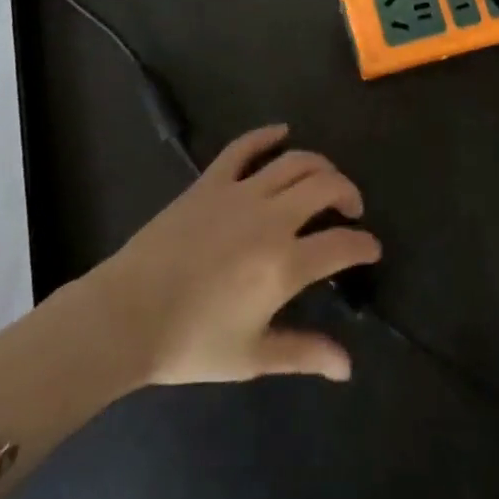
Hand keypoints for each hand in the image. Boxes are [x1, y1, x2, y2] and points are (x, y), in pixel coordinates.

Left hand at [87, 126, 381, 385]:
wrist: (128, 315)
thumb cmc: (192, 342)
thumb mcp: (253, 356)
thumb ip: (304, 353)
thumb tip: (347, 366)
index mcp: (285, 264)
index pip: (342, 245)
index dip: (364, 245)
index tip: (371, 249)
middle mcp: (271, 218)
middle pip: (326, 186)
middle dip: (348, 193)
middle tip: (351, 209)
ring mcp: (240, 192)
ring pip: (294, 161)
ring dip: (319, 165)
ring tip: (325, 179)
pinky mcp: (211, 181)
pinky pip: (244, 147)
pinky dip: (266, 135)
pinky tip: (282, 132)